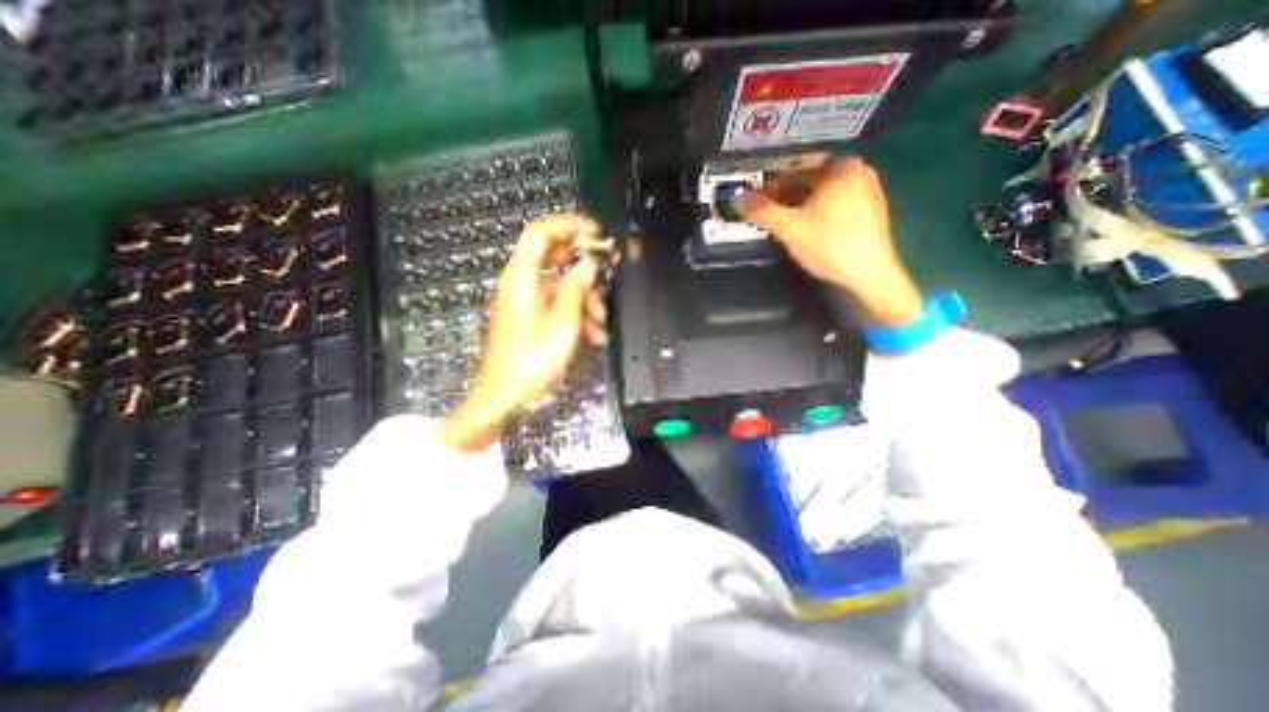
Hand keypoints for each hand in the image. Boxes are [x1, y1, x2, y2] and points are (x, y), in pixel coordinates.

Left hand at [440, 213, 606, 453]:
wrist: (506, 394)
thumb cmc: (529, 363)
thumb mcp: (562, 326)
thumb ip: (576, 291)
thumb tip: (587, 266)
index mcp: (521, 280)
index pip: (540, 233)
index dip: (568, 225)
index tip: (593, 232)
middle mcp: (521, 284)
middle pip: (554, 256)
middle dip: (583, 265)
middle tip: (605, 271)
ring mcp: (527, 299)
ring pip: (561, 282)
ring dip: (585, 296)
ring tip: (599, 319)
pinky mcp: (532, 314)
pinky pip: (558, 301)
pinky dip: (576, 311)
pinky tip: (591, 331)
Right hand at [747, 157, 923, 324]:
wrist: (869, 274)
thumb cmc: (829, 245)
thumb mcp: (790, 228)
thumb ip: (763, 211)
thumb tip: (739, 199)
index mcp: (841, 168)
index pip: (796, 168)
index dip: (772, 185)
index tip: (757, 200)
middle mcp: (858, 172)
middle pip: (810, 179)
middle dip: (785, 195)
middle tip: (766, 212)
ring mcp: (868, 191)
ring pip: (822, 193)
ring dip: (799, 204)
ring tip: (781, 222)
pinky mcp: (870, 210)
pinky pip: (835, 203)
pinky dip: (816, 211)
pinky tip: (805, 228)